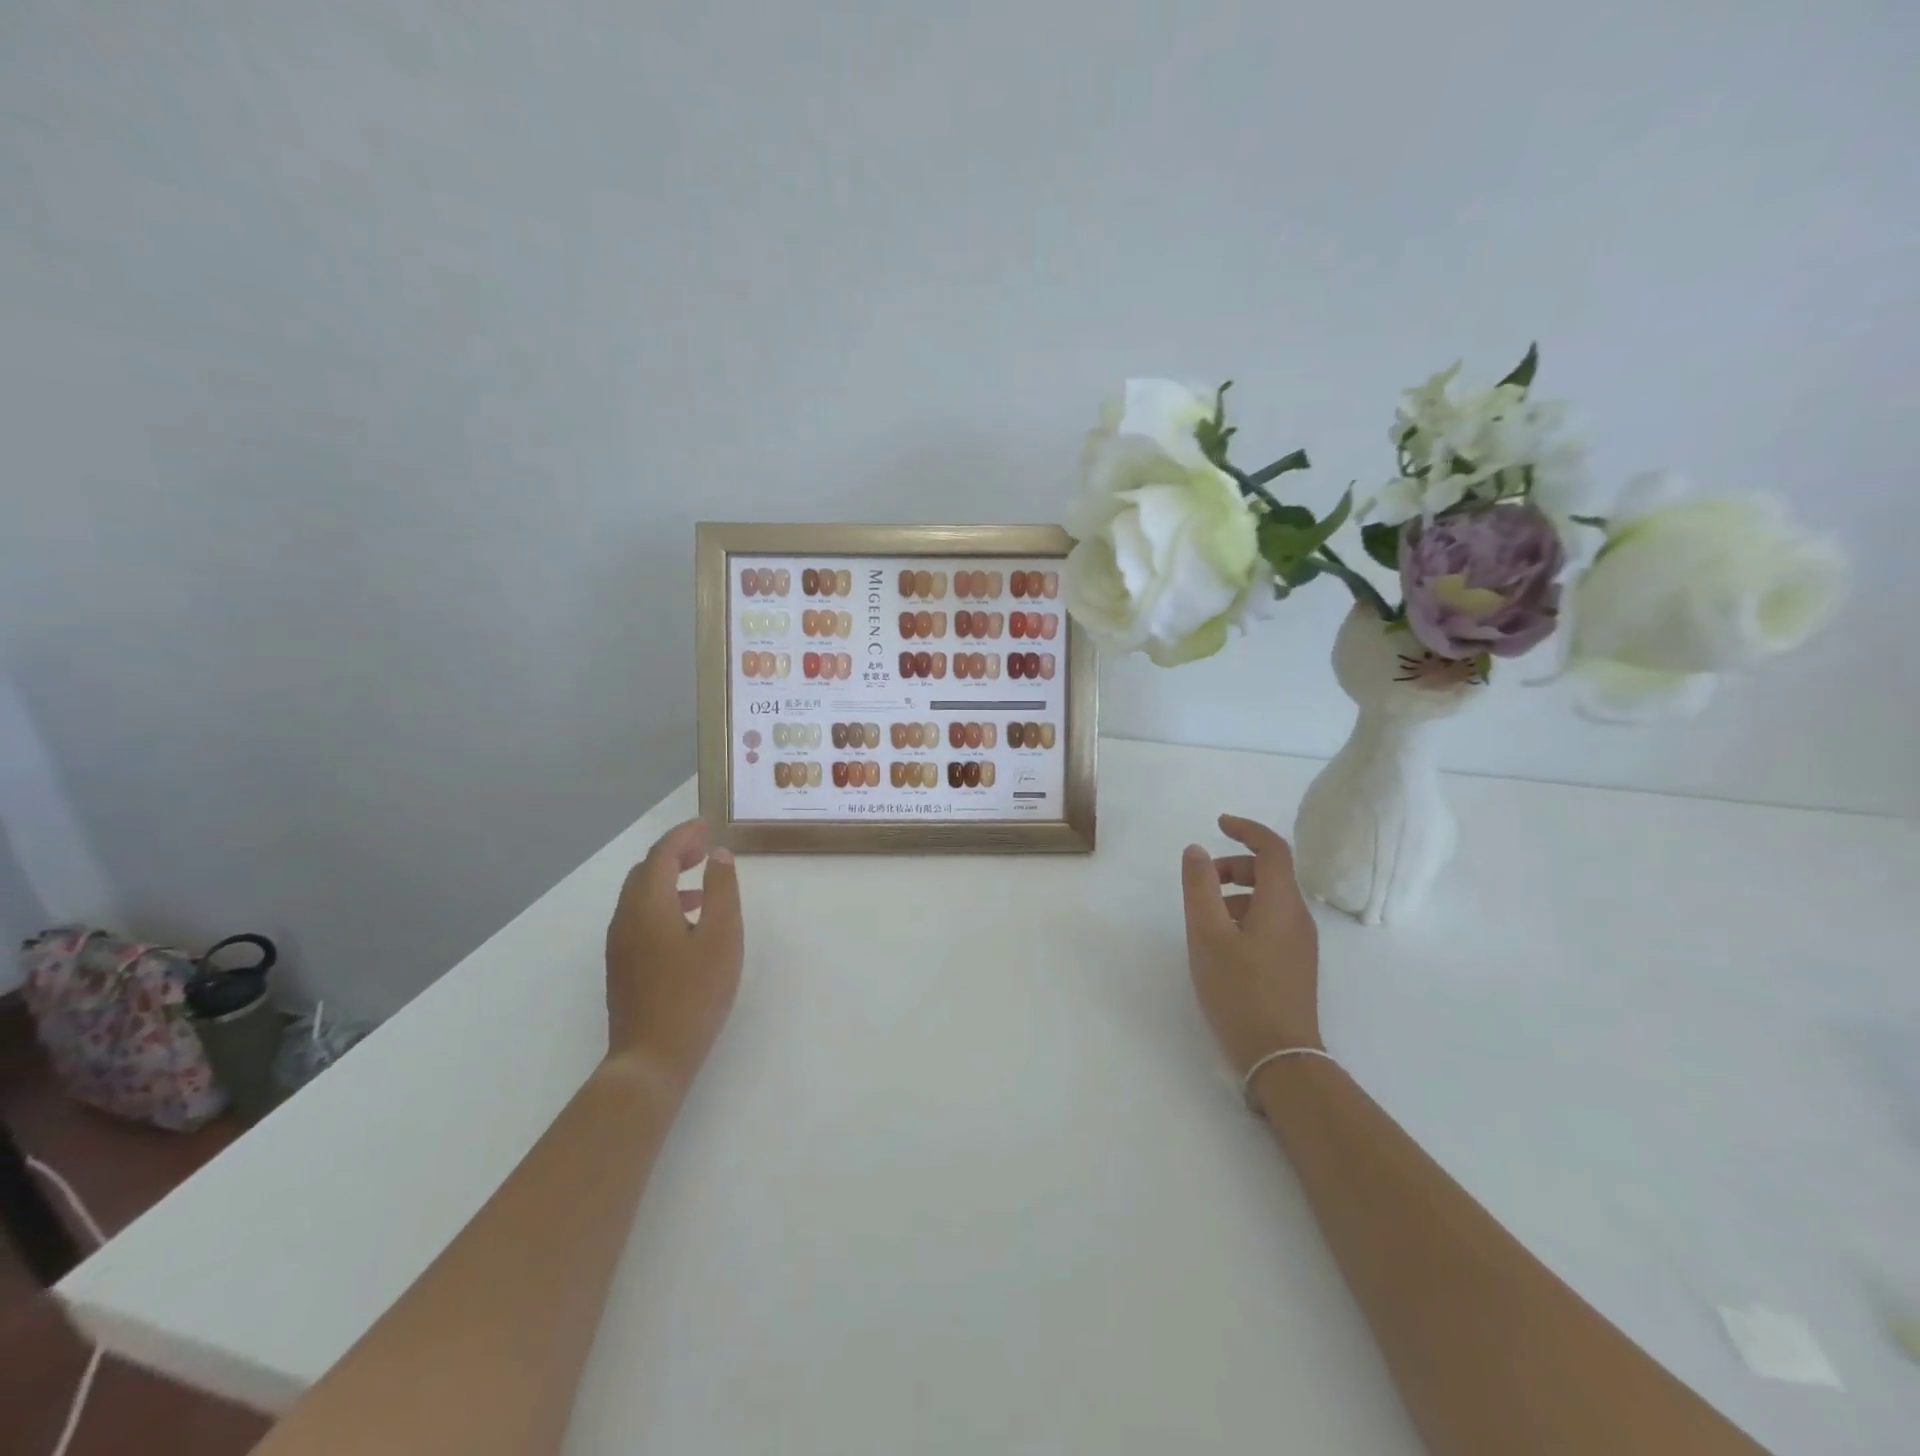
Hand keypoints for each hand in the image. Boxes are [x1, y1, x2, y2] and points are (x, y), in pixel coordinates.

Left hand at [603, 818, 743, 1099]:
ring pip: (639, 893)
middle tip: (706, 847)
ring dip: (667, 876)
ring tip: (702, 879)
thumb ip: (721, 890)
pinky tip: (686, 921)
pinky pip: (638, 914)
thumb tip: (719, 854)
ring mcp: (619, 942)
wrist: (651, 1057)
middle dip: (675, 852)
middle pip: (646, 870)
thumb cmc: (694, 993)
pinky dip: (661, 900)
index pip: (662, 854)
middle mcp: (625, 916)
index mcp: (648, 904)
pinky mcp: (621, 963)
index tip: (708, 824)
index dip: (685, 834)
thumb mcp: (722, 937)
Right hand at [1180, 814, 1321, 1075]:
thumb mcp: (1207, 934)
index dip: (1246, 829)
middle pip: (1271, 872)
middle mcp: (1298, 917)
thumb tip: (1196, 850)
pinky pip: (1271, 922)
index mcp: (1281, 903)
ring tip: (1204, 919)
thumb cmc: (1240, 990)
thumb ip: (1199, 887)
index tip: (1218, 823)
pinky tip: (1221, 944)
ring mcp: (1300, 943)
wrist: (1279, 1056)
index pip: (1273, 848)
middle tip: (1202, 881)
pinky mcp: (1295, 963)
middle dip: (1235, 866)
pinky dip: (1245, 916)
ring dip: (1236, 893)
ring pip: (1269, 899)